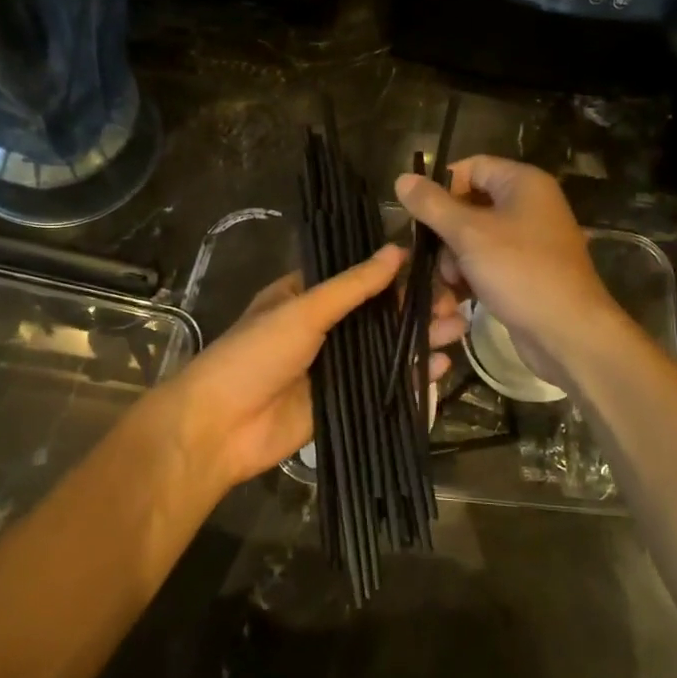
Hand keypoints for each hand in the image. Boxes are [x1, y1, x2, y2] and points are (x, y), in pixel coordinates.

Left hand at [164, 244, 460, 489]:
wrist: (220, 427)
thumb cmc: (255, 355)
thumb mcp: (302, 310)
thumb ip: (352, 286)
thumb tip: (396, 251)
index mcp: (307, 296)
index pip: (360, 278)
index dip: (397, 274)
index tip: (437, 269)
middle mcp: (324, 327)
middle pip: (379, 313)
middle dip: (416, 308)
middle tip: (456, 304)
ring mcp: (335, 366)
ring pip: (386, 348)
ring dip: (419, 338)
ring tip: (456, 330)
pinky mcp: (344, 401)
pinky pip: (383, 384)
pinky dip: (410, 376)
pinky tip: (438, 366)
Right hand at [395, 156, 621, 389]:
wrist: (568, 332)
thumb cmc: (519, 271)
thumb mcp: (468, 234)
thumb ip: (432, 205)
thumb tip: (402, 178)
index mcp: (523, 183)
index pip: (471, 167)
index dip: (442, 187)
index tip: (420, 215)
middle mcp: (530, 205)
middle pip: (470, 203)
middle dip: (446, 231)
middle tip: (434, 256)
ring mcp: (530, 239)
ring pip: (475, 237)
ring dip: (455, 258)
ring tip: (452, 282)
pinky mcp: (527, 270)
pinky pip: (489, 261)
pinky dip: (472, 274)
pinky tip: (461, 294)